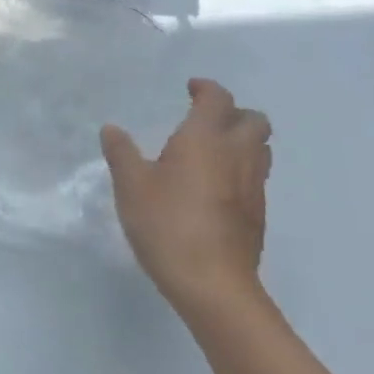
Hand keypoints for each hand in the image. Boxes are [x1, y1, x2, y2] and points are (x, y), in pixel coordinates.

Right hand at [101, 78, 270, 320]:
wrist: (213, 284)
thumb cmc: (167, 224)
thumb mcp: (131, 185)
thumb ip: (122, 153)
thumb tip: (112, 129)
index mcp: (205, 139)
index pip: (218, 99)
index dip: (206, 88)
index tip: (190, 89)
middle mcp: (237, 155)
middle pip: (255, 121)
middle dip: (234, 113)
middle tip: (206, 120)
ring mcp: (253, 187)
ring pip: (261, 150)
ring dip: (243, 141)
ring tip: (213, 151)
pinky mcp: (258, 215)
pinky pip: (255, 178)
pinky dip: (241, 170)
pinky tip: (215, 188)